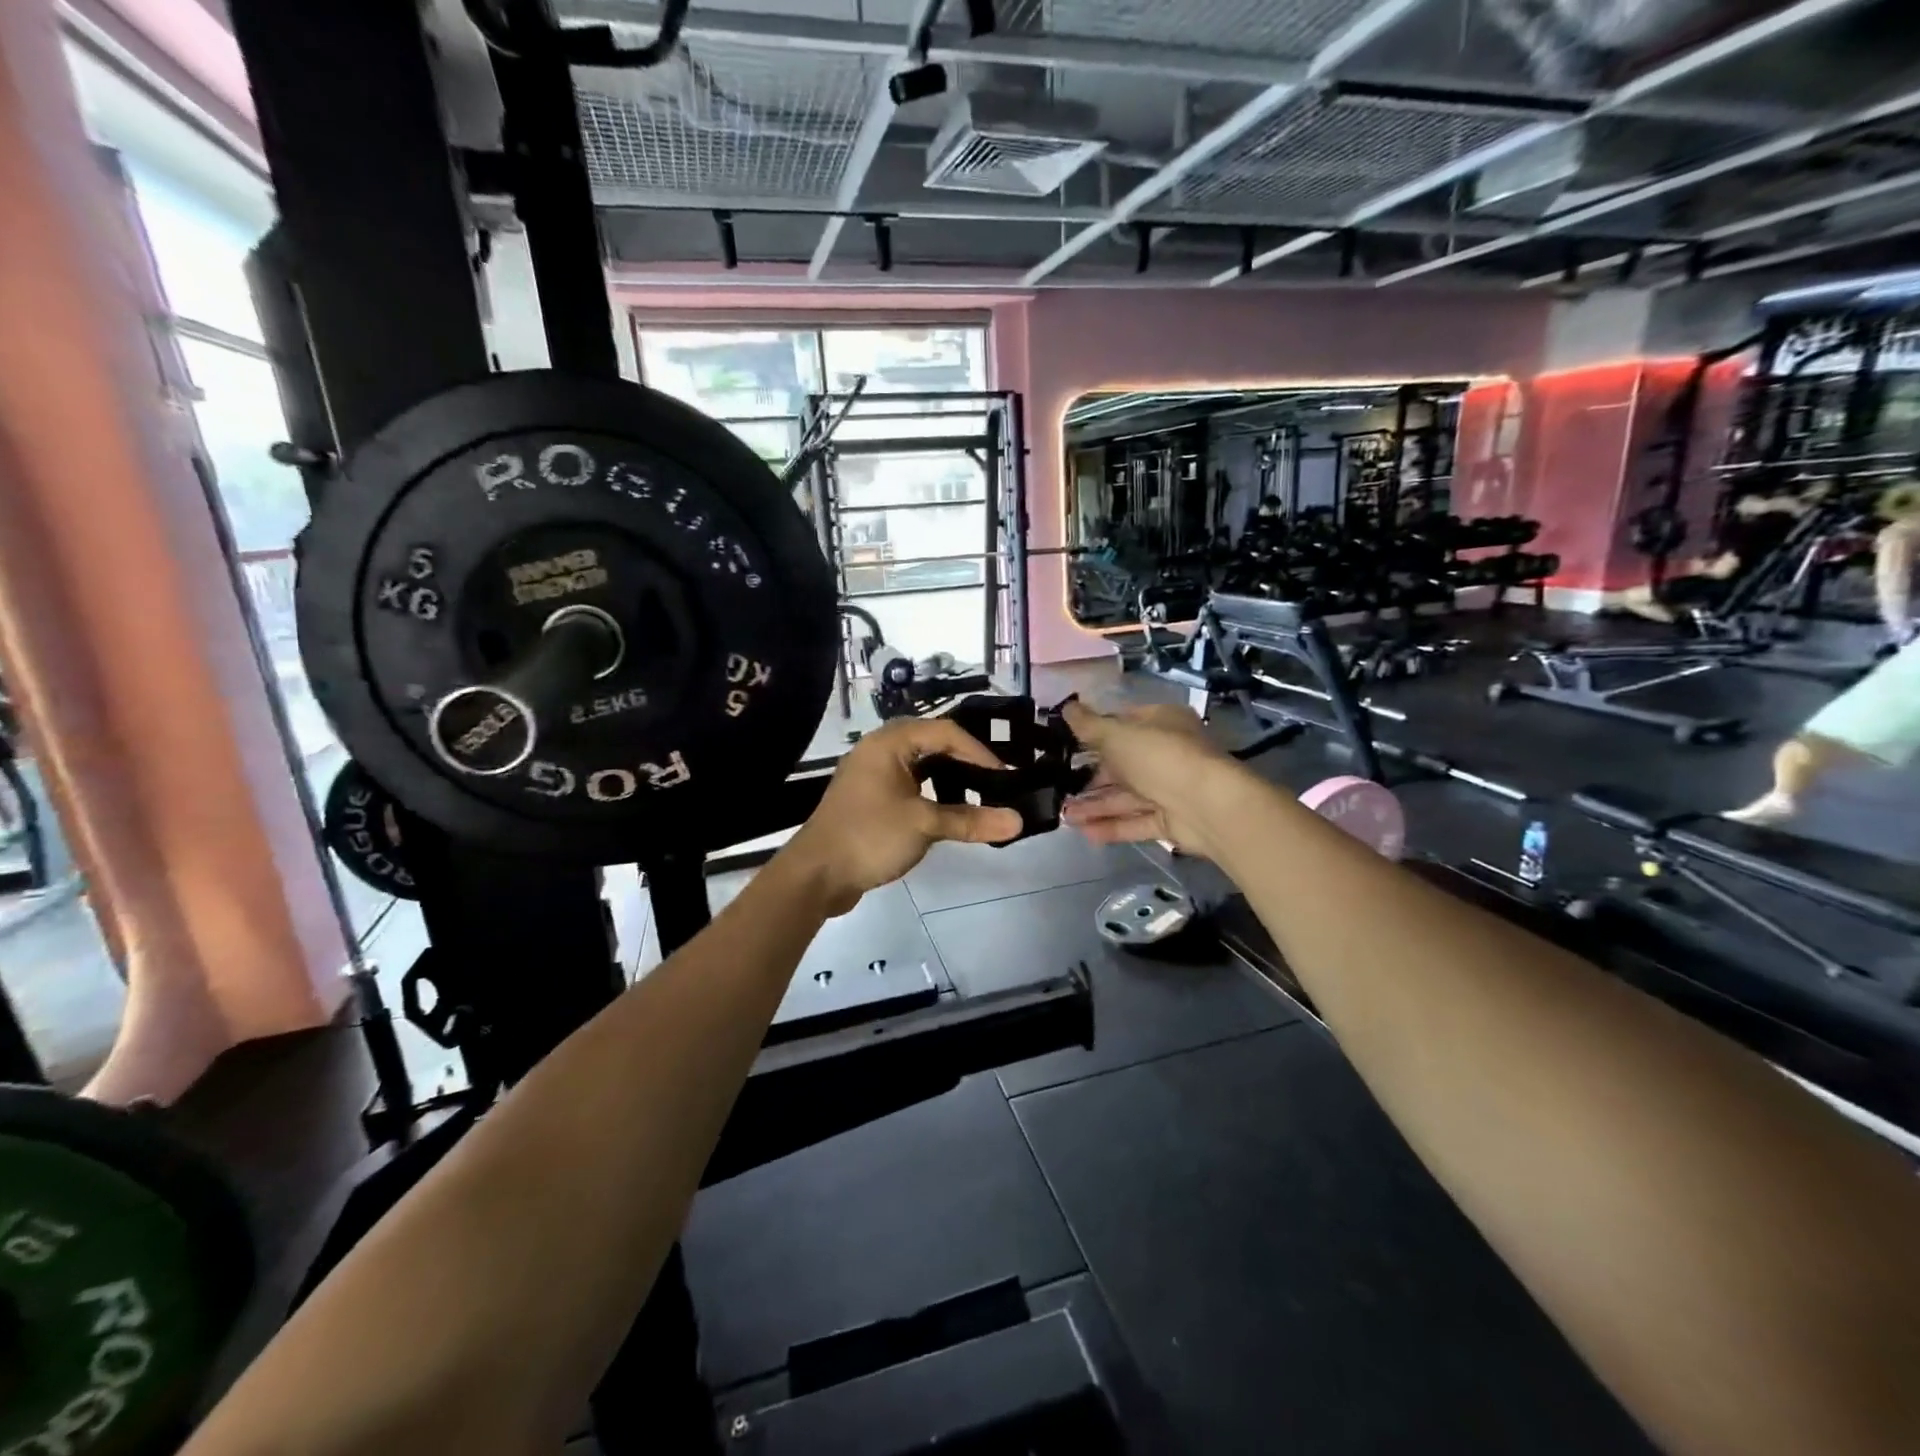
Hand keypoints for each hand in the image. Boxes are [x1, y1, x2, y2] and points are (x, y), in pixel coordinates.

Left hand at [784, 718, 1022, 915]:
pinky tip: (948, 812)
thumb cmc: (870, 836)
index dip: (978, 751)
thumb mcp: (924, 825)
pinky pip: (909, 785)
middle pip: (932, 744)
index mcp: (889, 743)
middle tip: (995, 782)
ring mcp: (871, 775)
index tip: (1004, 777)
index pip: (945, 732)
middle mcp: (879, 750)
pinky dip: (932, 793)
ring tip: (978, 795)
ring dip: (949, 778)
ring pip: (920, 766)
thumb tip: (1018, 821)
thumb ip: (971, 820)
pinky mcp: (869, 799)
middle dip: (966, 761)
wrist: (816, 875)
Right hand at [1057, 701, 1237, 856]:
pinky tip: (1084, 832)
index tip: (1066, 745)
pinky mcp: (1171, 821)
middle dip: (1090, 778)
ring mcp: (1170, 789)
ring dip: (1096, 806)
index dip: (1095, 733)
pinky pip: (1135, 822)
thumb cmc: (1160, 757)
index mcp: (1161, 723)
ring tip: (1064, 816)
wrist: (1208, 805)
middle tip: (1059, 788)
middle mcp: (1166, 754)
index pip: (1123, 723)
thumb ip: (1088, 725)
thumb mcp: (1116, 734)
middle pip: (1123, 765)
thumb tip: (1066, 706)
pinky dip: (1112, 826)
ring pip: (1126, 797)